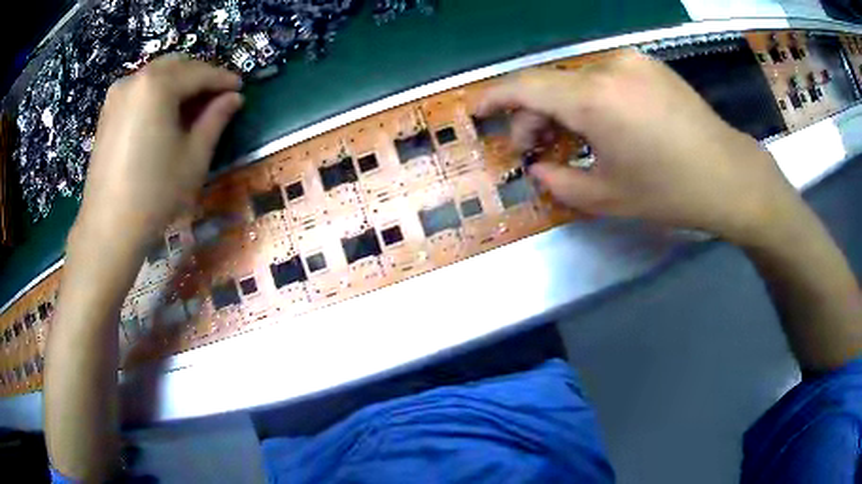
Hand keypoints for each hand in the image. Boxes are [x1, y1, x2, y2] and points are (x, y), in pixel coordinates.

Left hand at [74, 54, 242, 250]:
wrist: (108, 228)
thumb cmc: (154, 194)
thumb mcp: (194, 157)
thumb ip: (216, 119)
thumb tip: (234, 98)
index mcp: (158, 85)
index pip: (199, 72)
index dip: (223, 79)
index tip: (240, 87)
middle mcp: (136, 79)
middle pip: (177, 65)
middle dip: (199, 76)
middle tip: (216, 96)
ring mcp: (117, 94)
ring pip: (156, 74)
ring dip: (177, 83)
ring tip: (190, 106)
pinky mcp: (107, 112)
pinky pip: (139, 89)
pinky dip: (156, 93)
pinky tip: (163, 115)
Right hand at [478, 51, 802, 243]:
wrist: (729, 176)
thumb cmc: (670, 192)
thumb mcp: (607, 197)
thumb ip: (559, 182)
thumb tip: (537, 169)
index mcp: (594, 99)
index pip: (525, 86)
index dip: (495, 97)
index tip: (478, 111)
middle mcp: (608, 68)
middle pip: (550, 83)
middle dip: (533, 114)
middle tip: (535, 148)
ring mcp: (632, 62)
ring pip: (577, 79)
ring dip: (563, 106)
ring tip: (570, 138)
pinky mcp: (649, 65)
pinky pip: (604, 76)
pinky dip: (590, 97)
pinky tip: (602, 123)